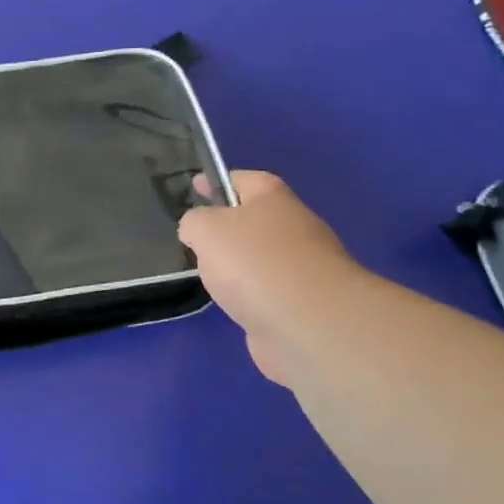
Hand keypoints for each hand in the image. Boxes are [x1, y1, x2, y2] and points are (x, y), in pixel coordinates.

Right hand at [178, 172, 363, 385]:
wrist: (309, 323)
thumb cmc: (254, 262)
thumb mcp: (206, 229)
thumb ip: (194, 222)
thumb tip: (197, 231)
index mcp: (273, 199)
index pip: (244, 179)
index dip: (218, 181)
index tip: (195, 187)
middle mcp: (293, 227)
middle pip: (254, 219)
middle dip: (227, 227)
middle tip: (196, 239)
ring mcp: (302, 267)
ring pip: (260, 258)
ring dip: (239, 264)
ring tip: (208, 276)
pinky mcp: (303, 303)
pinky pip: (267, 291)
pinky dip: (250, 295)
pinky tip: (231, 304)